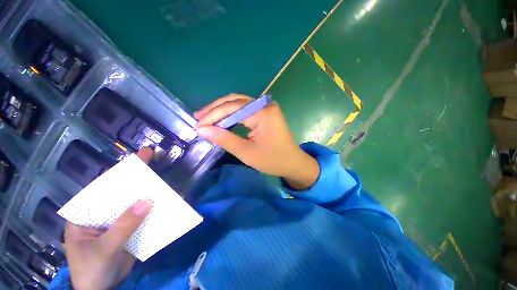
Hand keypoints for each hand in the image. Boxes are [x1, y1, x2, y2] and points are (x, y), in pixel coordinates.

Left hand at [64, 148, 153, 289]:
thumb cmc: (92, 270)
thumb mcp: (105, 249)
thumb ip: (124, 226)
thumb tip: (148, 201)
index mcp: (86, 215)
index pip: (104, 188)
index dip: (122, 172)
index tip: (142, 156)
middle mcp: (102, 214)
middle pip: (122, 193)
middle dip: (139, 180)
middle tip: (157, 162)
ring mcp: (117, 222)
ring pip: (135, 204)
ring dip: (149, 195)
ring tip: (164, 183)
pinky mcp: (129, 230)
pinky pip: (143, 217)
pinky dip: (154, 211)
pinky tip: (165, 204)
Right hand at [195, 94, 319, 189]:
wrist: (293, 162)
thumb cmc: (273, 160)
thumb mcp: (247, 152)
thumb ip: (224, 139)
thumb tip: (202, 130)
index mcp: (263, 113)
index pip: (232, 108)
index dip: (213, 116)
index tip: (198, 126)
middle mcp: (265, 105)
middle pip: (235, 101)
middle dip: (215, 109)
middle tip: (199, 118)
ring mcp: (267, 107)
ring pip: (239, 103)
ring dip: (222, 110)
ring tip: (206, 117)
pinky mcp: (266, 112)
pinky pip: (245, 109)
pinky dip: (232, 113)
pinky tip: (222, 119)